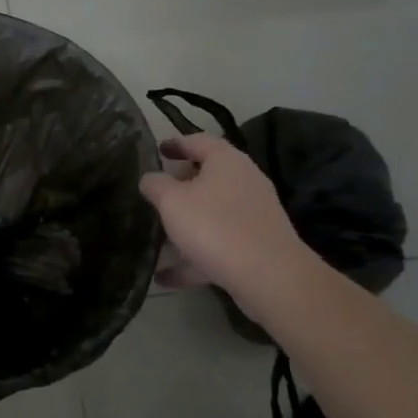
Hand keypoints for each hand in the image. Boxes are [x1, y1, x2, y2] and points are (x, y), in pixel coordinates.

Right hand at [139, 134, 309, 298]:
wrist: (268, 275)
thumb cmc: (214, 225)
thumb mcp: (171, 201)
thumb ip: (155, 185)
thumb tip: (150, 178)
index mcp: (226, 161)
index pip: (199, 140)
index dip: (176, 143)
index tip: (158, 150)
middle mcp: (245, 182)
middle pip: (208, 176)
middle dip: (180, 185)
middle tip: (156, 193)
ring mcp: (253, 215)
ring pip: (212, 213)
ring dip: (186, 224)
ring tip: (157, 237)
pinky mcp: (256, 245)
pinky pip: (218, 244)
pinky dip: (193, 257)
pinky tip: (166, 276)